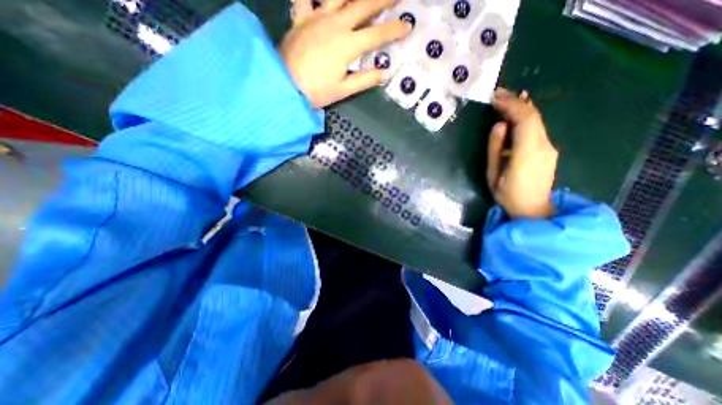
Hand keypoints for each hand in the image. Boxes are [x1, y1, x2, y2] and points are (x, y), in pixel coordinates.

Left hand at [281, 0, 411, 109]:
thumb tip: (385, 73)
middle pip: (363, 5)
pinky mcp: (300, 18)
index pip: (377, 35)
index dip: (394, 30)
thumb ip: (365, 80)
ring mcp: (316, 17)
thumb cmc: (316, 92)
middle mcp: (335, 24)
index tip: (407, 25)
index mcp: (348, 46)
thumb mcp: (343, 90)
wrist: (285, 87)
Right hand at [487, 89, 560, 217]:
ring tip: (505, 99)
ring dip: (521, 107)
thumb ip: (495, 149)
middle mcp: (543, 146)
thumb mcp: (493, 174)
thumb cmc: (507, 195)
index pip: (524, 119)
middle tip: (498, 94)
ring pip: (537, 120)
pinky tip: (517, 113)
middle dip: (516, 102)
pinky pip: (538, 128)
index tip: (495, 97)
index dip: (511, 105)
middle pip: (533, 116)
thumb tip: (499, 126)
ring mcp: (549, 148)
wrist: (533, 210)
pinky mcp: (548, 151)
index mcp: (527, 153)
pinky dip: (527, 117)